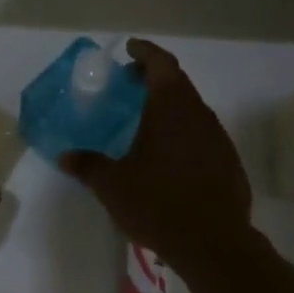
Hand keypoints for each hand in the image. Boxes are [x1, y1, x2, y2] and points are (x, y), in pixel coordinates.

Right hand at [60, 39, 254, 270]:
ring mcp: (218, 137)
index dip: (145, 52)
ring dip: (170, 105)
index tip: (129, 49)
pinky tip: (169, 154)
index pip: (161, 64)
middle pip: (178, 82)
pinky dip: (184, 130)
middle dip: (154, 77)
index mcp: (170, 108)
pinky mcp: (228, 161)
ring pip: (192, 108)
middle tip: (130, 83)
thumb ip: (88, 166)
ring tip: (146, 119)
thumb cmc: (158, 204)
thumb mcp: (112, 186)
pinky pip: (203, 133)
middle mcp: (198, 114)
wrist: (213, 243)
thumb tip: (64, 157)